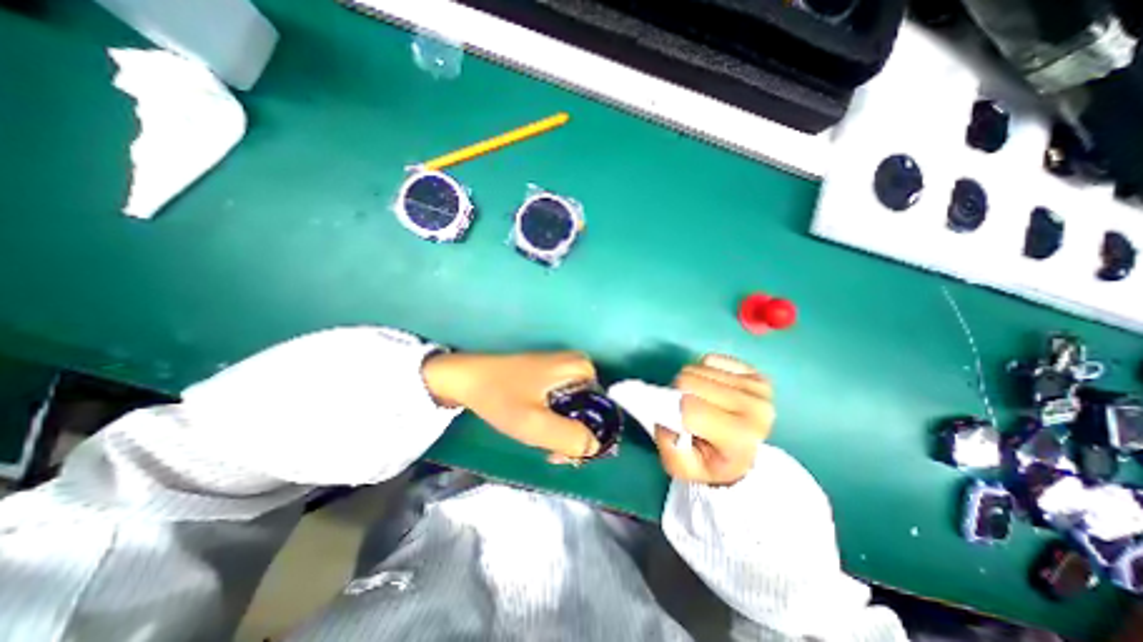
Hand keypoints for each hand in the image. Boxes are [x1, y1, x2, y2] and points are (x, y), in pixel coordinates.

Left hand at [422, 351, 600, 460]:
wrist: (466, 378)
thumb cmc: (500, 397)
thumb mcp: (535, 424)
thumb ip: (570, 438)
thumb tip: (595, 447)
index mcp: (582, 369)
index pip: (603, 411)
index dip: (589, 437)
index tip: (566, 455)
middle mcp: (578, 364)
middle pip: (590, 410)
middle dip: (574, 434)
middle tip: (550, 452)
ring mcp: (563, 368)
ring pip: (576, 408)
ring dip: (562, 429)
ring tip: (539, 440)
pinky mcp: (549, 374)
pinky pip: (564, 401)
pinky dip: (554, 418)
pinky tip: (535, 425)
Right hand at [656, 353, 771, 484]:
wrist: (744, 456)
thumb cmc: (711, 462)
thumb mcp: (682, 468)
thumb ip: (668, 446)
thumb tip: (664, 416)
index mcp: (739, 437)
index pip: (689, 408)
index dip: (672, 411)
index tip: (674, 420)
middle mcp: (755, 408)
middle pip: (689, 381)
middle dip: (678, 393)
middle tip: (686, 409)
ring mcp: (757, 388)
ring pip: (697, 368)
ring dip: (690, 382)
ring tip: (700, 401)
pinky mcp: (754, 372)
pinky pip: (710, 359)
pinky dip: (703, 371)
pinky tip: (712, 389)